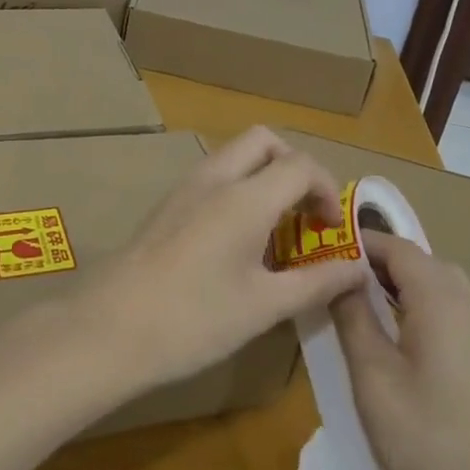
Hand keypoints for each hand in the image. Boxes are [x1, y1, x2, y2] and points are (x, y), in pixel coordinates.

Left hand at [79, 127, 366, 397]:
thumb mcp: (263, 307)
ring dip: (265, 177)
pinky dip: (238, 190)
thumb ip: (316, 282)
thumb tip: (358, 267)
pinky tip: (237, 242)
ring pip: (235, 156)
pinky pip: (214, 177)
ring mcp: (186, 187)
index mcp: (245, 197)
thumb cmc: (194, 319)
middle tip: (305, 214)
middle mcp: (215, 178)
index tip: (332, 230)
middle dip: (294, 167)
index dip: (326, 190)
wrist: (111, 327)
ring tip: (275, 232)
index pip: (300, 165)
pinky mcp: (168, 205)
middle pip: (264, 141)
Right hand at [330, 231, 469, 469]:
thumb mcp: (373, 377)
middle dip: (375, 263)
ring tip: (357, 307)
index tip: (319, 250)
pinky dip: (419, 308)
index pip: (395, 245)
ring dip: (397, 286)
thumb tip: (338, 273)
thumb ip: (352, 315)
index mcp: (442, 297)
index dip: (356, 242)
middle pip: (418, 261)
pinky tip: (396, 341)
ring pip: (436, 286)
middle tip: (333, 279)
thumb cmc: (427, 442)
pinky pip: (450, 312)